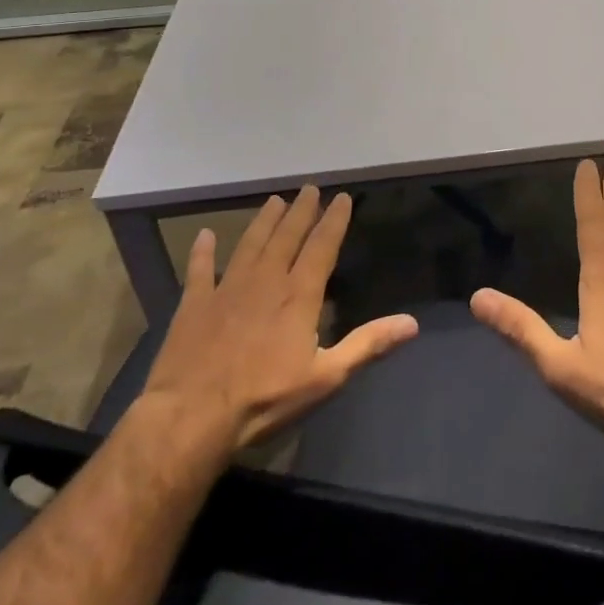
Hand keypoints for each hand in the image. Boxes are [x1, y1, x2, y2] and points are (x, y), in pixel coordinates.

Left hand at [134, 187, 418, 456]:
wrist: (191, 416)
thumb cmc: (264, 399)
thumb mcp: (326, 377)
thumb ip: (368, 345)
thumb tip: (412, 323)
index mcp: (298, 295)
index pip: (321, 247)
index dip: (334, 221)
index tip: (342, 198)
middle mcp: (265, 281)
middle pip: (286, 237)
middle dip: (301, 212)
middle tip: (309, 188)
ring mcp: (226, 289)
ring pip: (249, 244)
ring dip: (263, 222)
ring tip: (274, 201)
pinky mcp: (194, 305)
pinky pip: (199, 270)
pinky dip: (202, 251)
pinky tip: (204, 235)